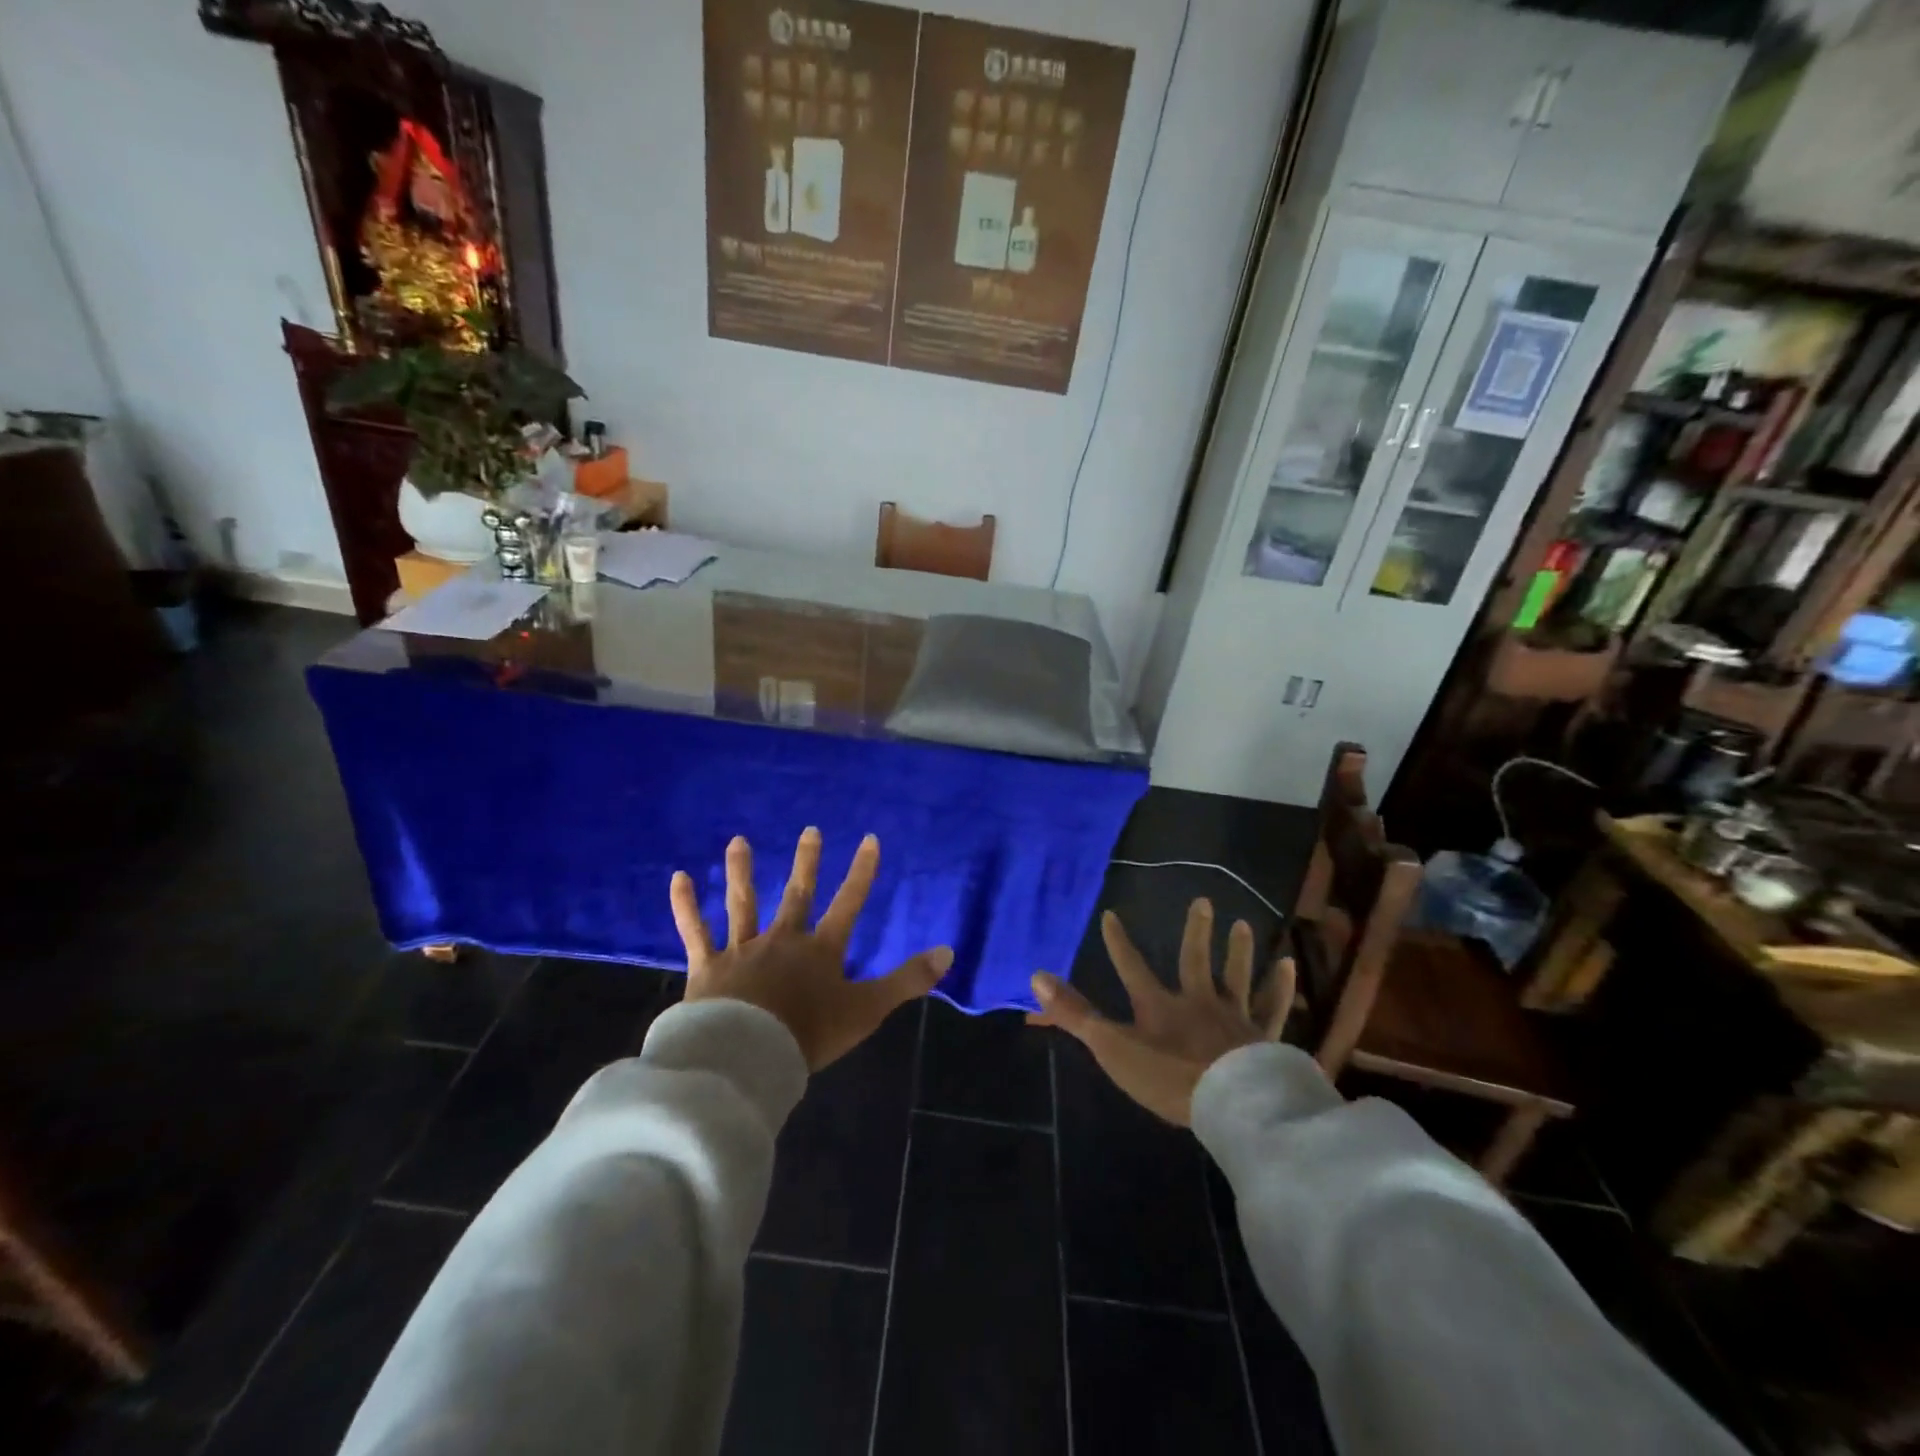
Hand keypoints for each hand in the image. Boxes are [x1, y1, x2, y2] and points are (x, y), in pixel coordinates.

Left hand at [670, 829, 951, 1071]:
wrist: (748, 1056)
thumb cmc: (809, 1034)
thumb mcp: (867, 1009)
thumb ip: (908, 981)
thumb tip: (948, 952)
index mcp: (821, 950)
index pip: (848, 903)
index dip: (861, 872)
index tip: (869, 839)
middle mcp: (783, 940)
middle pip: (797, 894)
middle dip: (807, 862)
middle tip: (810, 830)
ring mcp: (743, 950)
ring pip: (743, 903)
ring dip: (742, 871)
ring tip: (737, 842)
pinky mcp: (708, 966)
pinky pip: (695, 931)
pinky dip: (686, 906)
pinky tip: (678, 878)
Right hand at [1028, 898, 1294, 1125]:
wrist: (1231, 1103)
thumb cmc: (1168, 1077)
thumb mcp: (1113, 1047)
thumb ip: (1075, 1014)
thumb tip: (1036, 976)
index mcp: (1158, 1005)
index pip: (1131, 966)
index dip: (1118, 942)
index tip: (1110, 914)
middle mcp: (1197, 1000)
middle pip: (1195, 960)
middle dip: (1196, 931)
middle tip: (1203, 901)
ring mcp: (1233, 1016)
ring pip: (1236, 976)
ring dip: (1238, 951)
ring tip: (1242, 924)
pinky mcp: (1263, 1037)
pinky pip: (1272, 1006)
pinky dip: (1279, 986)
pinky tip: (1287, 966)